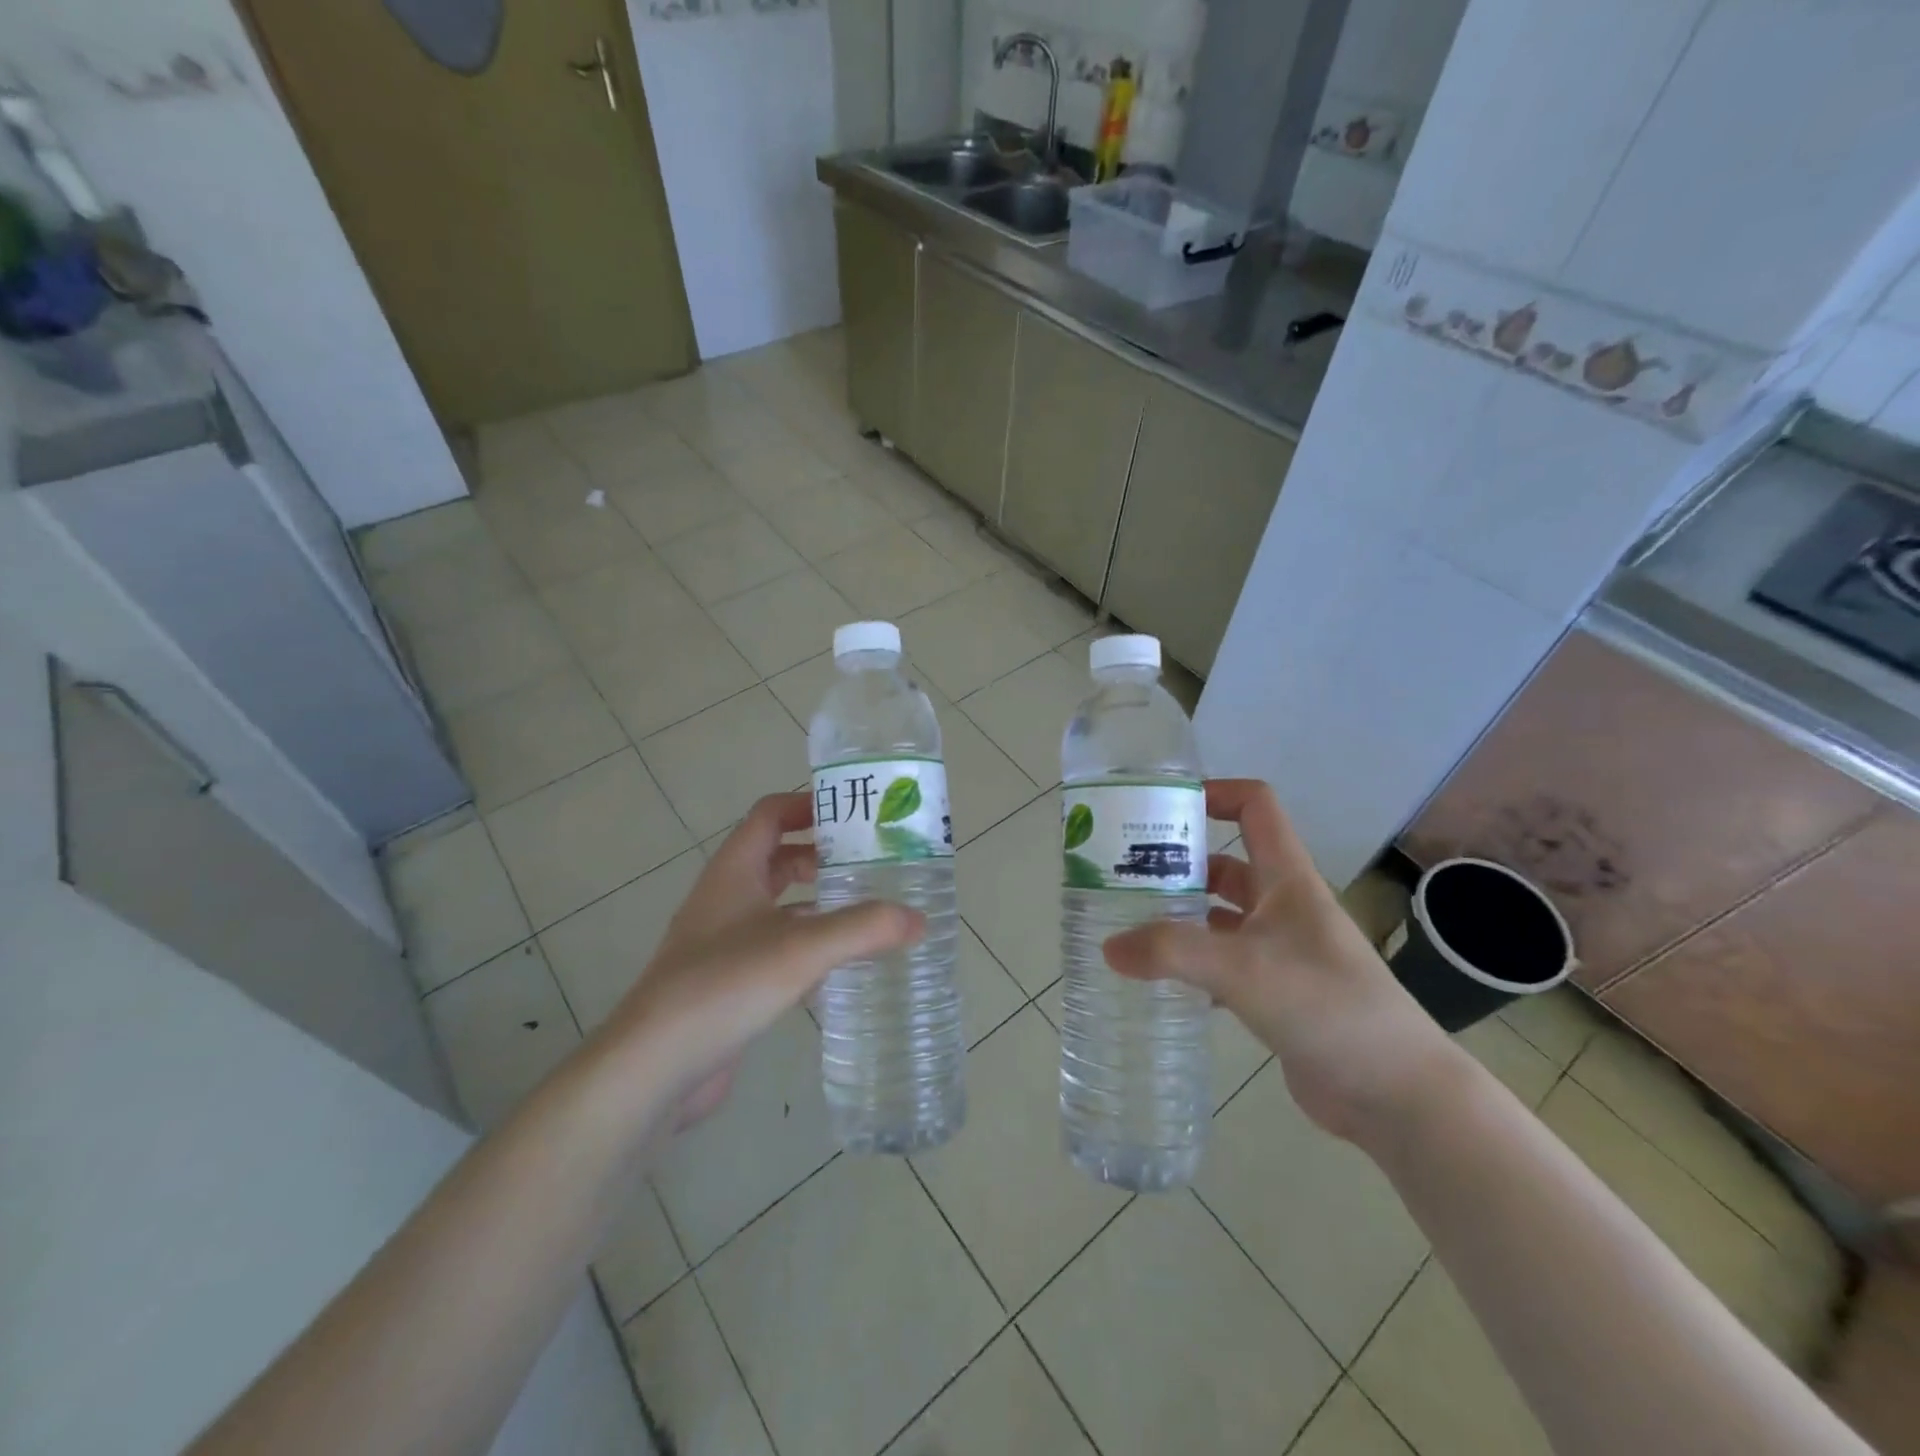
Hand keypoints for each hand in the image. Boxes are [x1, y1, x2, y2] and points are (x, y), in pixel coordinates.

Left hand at [597, 793, 923, 1127]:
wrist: (655, 1065)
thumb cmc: (724, 984)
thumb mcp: (802, 949)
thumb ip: (863, 928)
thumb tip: (918, 918)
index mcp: (734, 870)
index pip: (770, 815)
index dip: (808, 805)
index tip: (854, 814)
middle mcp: (726, 897)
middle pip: (776, 857)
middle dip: (821, 855)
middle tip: (871, 862)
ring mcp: (722, 940)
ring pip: (776, 904)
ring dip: (815, 900)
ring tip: (865, 908)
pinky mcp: (727, 979)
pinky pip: (774, 945)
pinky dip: (806, 942)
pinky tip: (837, 964)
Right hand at [1102, 779, 1454, 1143]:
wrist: (1396, 1092)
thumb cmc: (1326, 1005)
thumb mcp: (1242, 968)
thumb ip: (1171, 952)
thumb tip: (1108, 947)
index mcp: (1287, 879)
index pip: (1255, 807)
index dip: (1214, 793)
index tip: (1162, 808)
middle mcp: (1285, 906)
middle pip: (1227, 863)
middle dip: (1179, 862)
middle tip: (1123, 874)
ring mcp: (1283, 950)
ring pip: (1222, 915)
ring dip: (1182, 914)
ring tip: (1130, 922)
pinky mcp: (1278, 992)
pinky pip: (1225, 962)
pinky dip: (1194, 963)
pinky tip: (1161, 979)